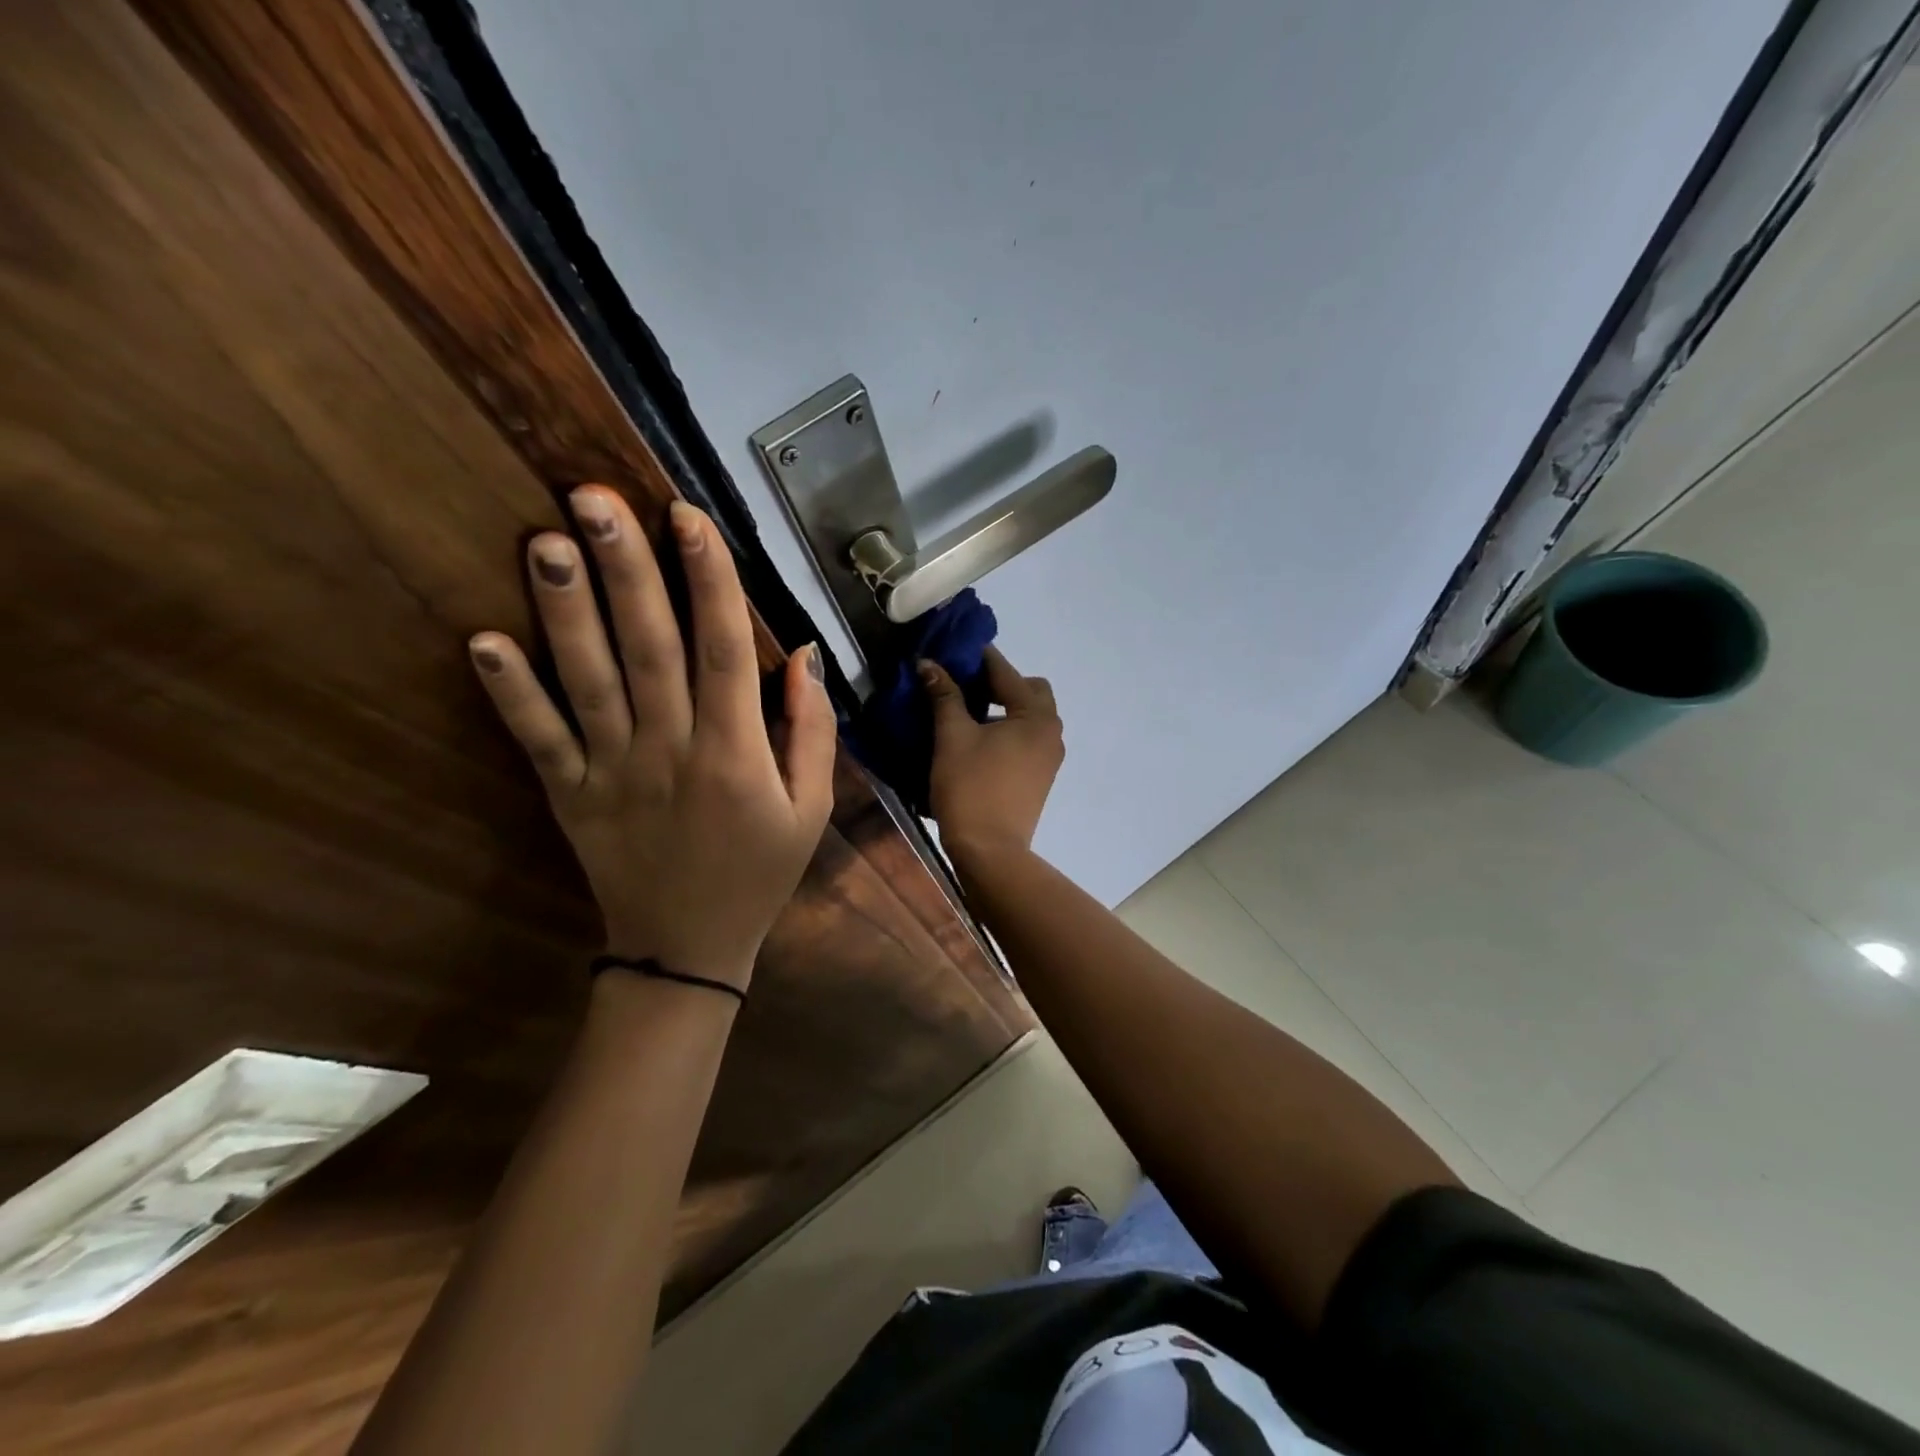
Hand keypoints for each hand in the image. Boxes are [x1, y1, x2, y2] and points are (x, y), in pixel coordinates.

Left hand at [468, 489, 835, 991]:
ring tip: (545, 540)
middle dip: (626, 569)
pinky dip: (510, 694)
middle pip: (649, 647)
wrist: (688, 949)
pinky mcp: (570, 796)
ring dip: (566, 610)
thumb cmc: (760, 871)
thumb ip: (811, 731)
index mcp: (736, 753)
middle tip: (595, 498)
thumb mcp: (812, 808)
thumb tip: (803, 656)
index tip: (688, 517)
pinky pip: (539, 740)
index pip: (725, 649)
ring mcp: (613, 773)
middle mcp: (672, 750)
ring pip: (589, 681)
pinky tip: (483, 641)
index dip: (710, 580)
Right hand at [920, 646, 1063, 869]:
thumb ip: (944, 696)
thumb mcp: (952, 737)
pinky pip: (1027, 738)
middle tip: (963, 685)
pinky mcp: (1040, 776)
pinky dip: (1007, 729)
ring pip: (1028, 716)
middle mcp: (1051, 731)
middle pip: (1028, 691)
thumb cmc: (971, 788)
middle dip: (999, 682)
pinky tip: (978, 738)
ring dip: (1003, 707)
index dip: (977, 658)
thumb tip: (929, 664)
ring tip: (966, 711)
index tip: (952, 648)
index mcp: (1036, 716)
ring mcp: (1049, 757)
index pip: (1005, 672)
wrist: (990, 851)